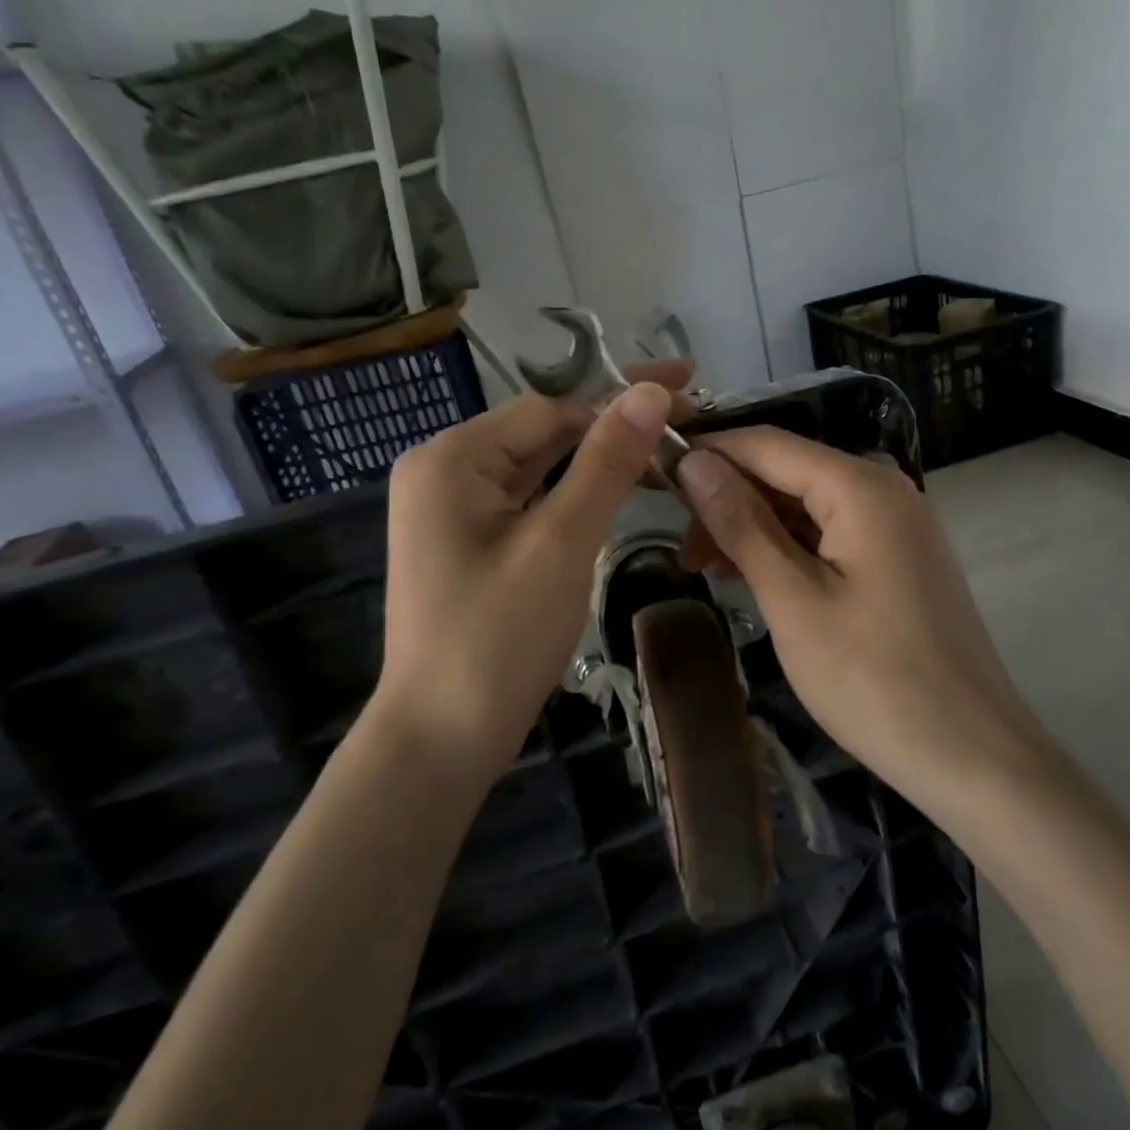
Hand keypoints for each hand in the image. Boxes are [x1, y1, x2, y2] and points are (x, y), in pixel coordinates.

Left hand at [368, 362, 687, 774]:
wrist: (440, 742)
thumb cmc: (497, 640)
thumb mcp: (560, 544)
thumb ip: (605, 462)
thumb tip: (650, 390)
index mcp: (452, 458)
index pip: (551, 405)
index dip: (622, 395)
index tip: (688, 387)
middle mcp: (445, 471)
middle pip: (544, 431)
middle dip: (613, 424)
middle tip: (687, 415)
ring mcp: (454, 510)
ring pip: (540, 467)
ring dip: (599, 459)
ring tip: (665, 448)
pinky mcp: (470, 543)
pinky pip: (530, 501)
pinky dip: (575, 494)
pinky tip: (618, 488)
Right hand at [676, 428, 1048, 801]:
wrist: (971, 755)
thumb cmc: (872, 679)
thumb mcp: (793, 599)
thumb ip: (741, 524)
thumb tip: (694, 462)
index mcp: (860, 486)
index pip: (766, 444)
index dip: (707, 454)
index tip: (654, 480)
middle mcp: (884, 488)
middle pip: (787, 471)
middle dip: (729, 500)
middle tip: (683, 553)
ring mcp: (897, 524)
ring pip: (807, 504)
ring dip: (755, 528)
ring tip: (708, 571)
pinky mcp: (899, 557)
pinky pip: (831, 532)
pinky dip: (789, 548)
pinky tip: (755, 577)